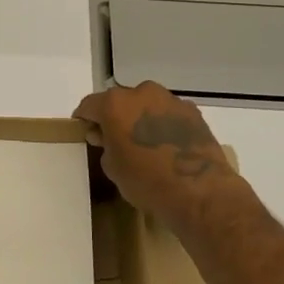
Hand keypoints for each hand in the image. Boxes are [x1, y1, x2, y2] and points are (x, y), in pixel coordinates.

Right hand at [72, 81, 247, 229]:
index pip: (90, 105)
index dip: (85, 119)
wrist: (198, 190)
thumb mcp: (112, 167)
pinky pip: (169, 114)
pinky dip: (164, 124)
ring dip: (141, 118)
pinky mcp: (192, 112)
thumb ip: (105, 145)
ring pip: (147, 105)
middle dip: (115, 117)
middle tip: (116, 140)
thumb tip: (107, 137)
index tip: (86, 132)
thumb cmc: (146, 180)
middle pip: (120, 101)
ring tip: (145, 144)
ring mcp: (170, 100)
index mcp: (115, 104)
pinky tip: (167, 146)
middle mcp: (141, 93)